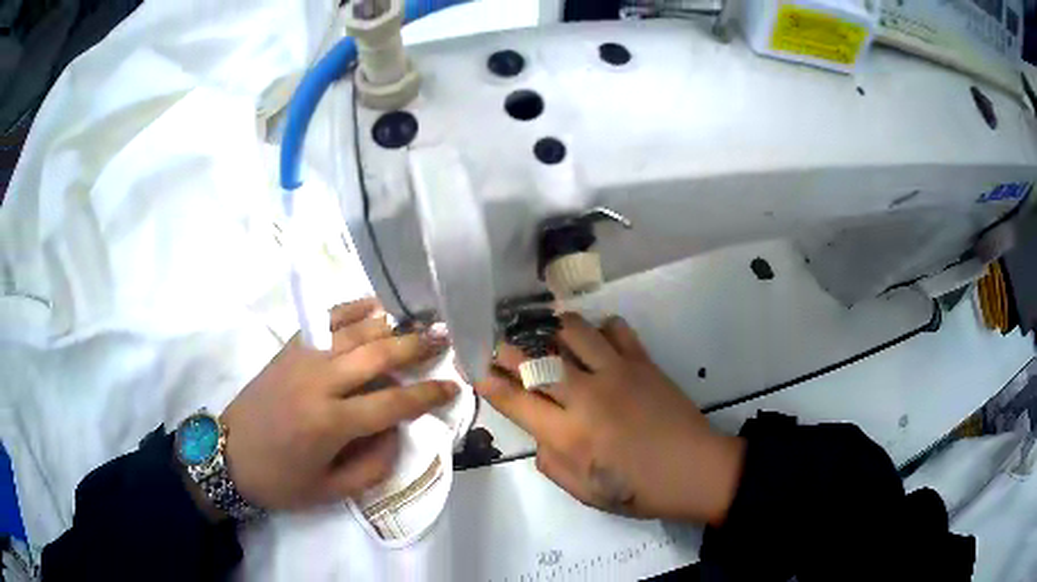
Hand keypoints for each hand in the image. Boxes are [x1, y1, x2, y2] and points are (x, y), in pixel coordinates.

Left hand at [219, 298, 456, 510]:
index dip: (427, 395)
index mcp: (330, 423)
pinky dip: (351, 310)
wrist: (227, 455)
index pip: (392, 403)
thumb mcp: (330, 490)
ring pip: (354, 331)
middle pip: (378, 355)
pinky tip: (373, 306)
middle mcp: (320, 382)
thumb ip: (373, 466)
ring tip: (419, 322)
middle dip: (416, 347)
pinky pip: (325, 321)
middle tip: (446, 338)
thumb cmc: (280, 479)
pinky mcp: (289, 349)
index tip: (453, 386)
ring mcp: (302, 359)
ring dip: (391, 326)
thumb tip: (396, 432)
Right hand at [475, 313, 743, 523]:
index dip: (489, 382)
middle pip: (535, 359)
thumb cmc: (638, 490)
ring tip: (549, 339)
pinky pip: (615, 328)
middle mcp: (586, 396)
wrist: (695, 470)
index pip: (514, 399)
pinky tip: (597, 343)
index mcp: (568, 434)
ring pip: (572, 331)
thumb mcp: (584, 491)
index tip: (476, 369)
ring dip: (553, 330)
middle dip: (509, 349)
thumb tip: (539, 432)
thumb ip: (550, 461)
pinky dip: (600, 329)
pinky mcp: (642, 361)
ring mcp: (616, 372)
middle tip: (501, 347)